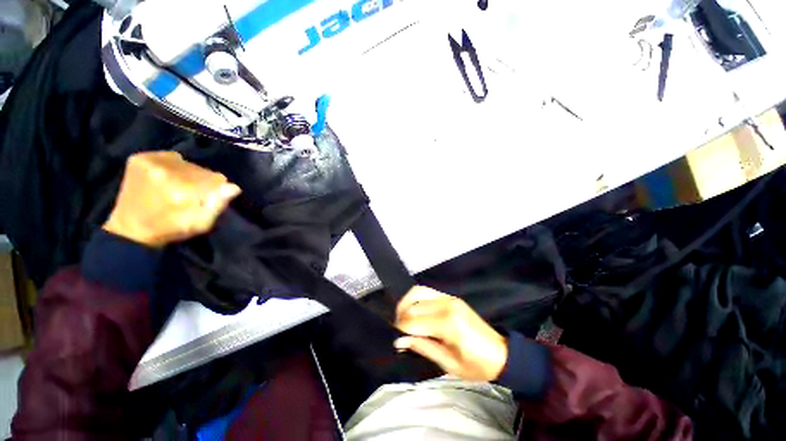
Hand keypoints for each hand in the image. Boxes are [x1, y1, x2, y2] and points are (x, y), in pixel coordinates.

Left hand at [103, 151, 240, 247]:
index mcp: (181, 189)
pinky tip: (167, 178)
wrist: (130, 230)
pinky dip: (174, 166)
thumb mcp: (200, 225)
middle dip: (203, 181)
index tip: (210, 198)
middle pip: (201, 169)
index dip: (218, 189)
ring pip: (187, 162)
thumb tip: (233, 187)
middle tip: (194, 194)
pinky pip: (170, 156)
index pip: (216, 178)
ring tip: (180, 187)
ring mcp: (150, 162)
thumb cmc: (170, 230)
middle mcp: (165, 170)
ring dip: (189, 174)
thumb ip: (217, 205)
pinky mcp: (139, 158)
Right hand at [394, 286, 507, 381]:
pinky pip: (426, 291)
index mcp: (448, 323)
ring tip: (401, 317)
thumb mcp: (448, 363)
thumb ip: (422, 347)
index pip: (414, 321)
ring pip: (417, 292)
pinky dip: (415, 298)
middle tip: (398, 331)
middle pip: (413, 306)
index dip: (401, 330)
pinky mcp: (450, 297)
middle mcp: (446, 305)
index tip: (397, 339)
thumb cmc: (476, 365)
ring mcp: (449, 298)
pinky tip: (413, 309)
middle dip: (401, 318)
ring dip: (405, 303)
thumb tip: (398, 341)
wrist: (500, 353)